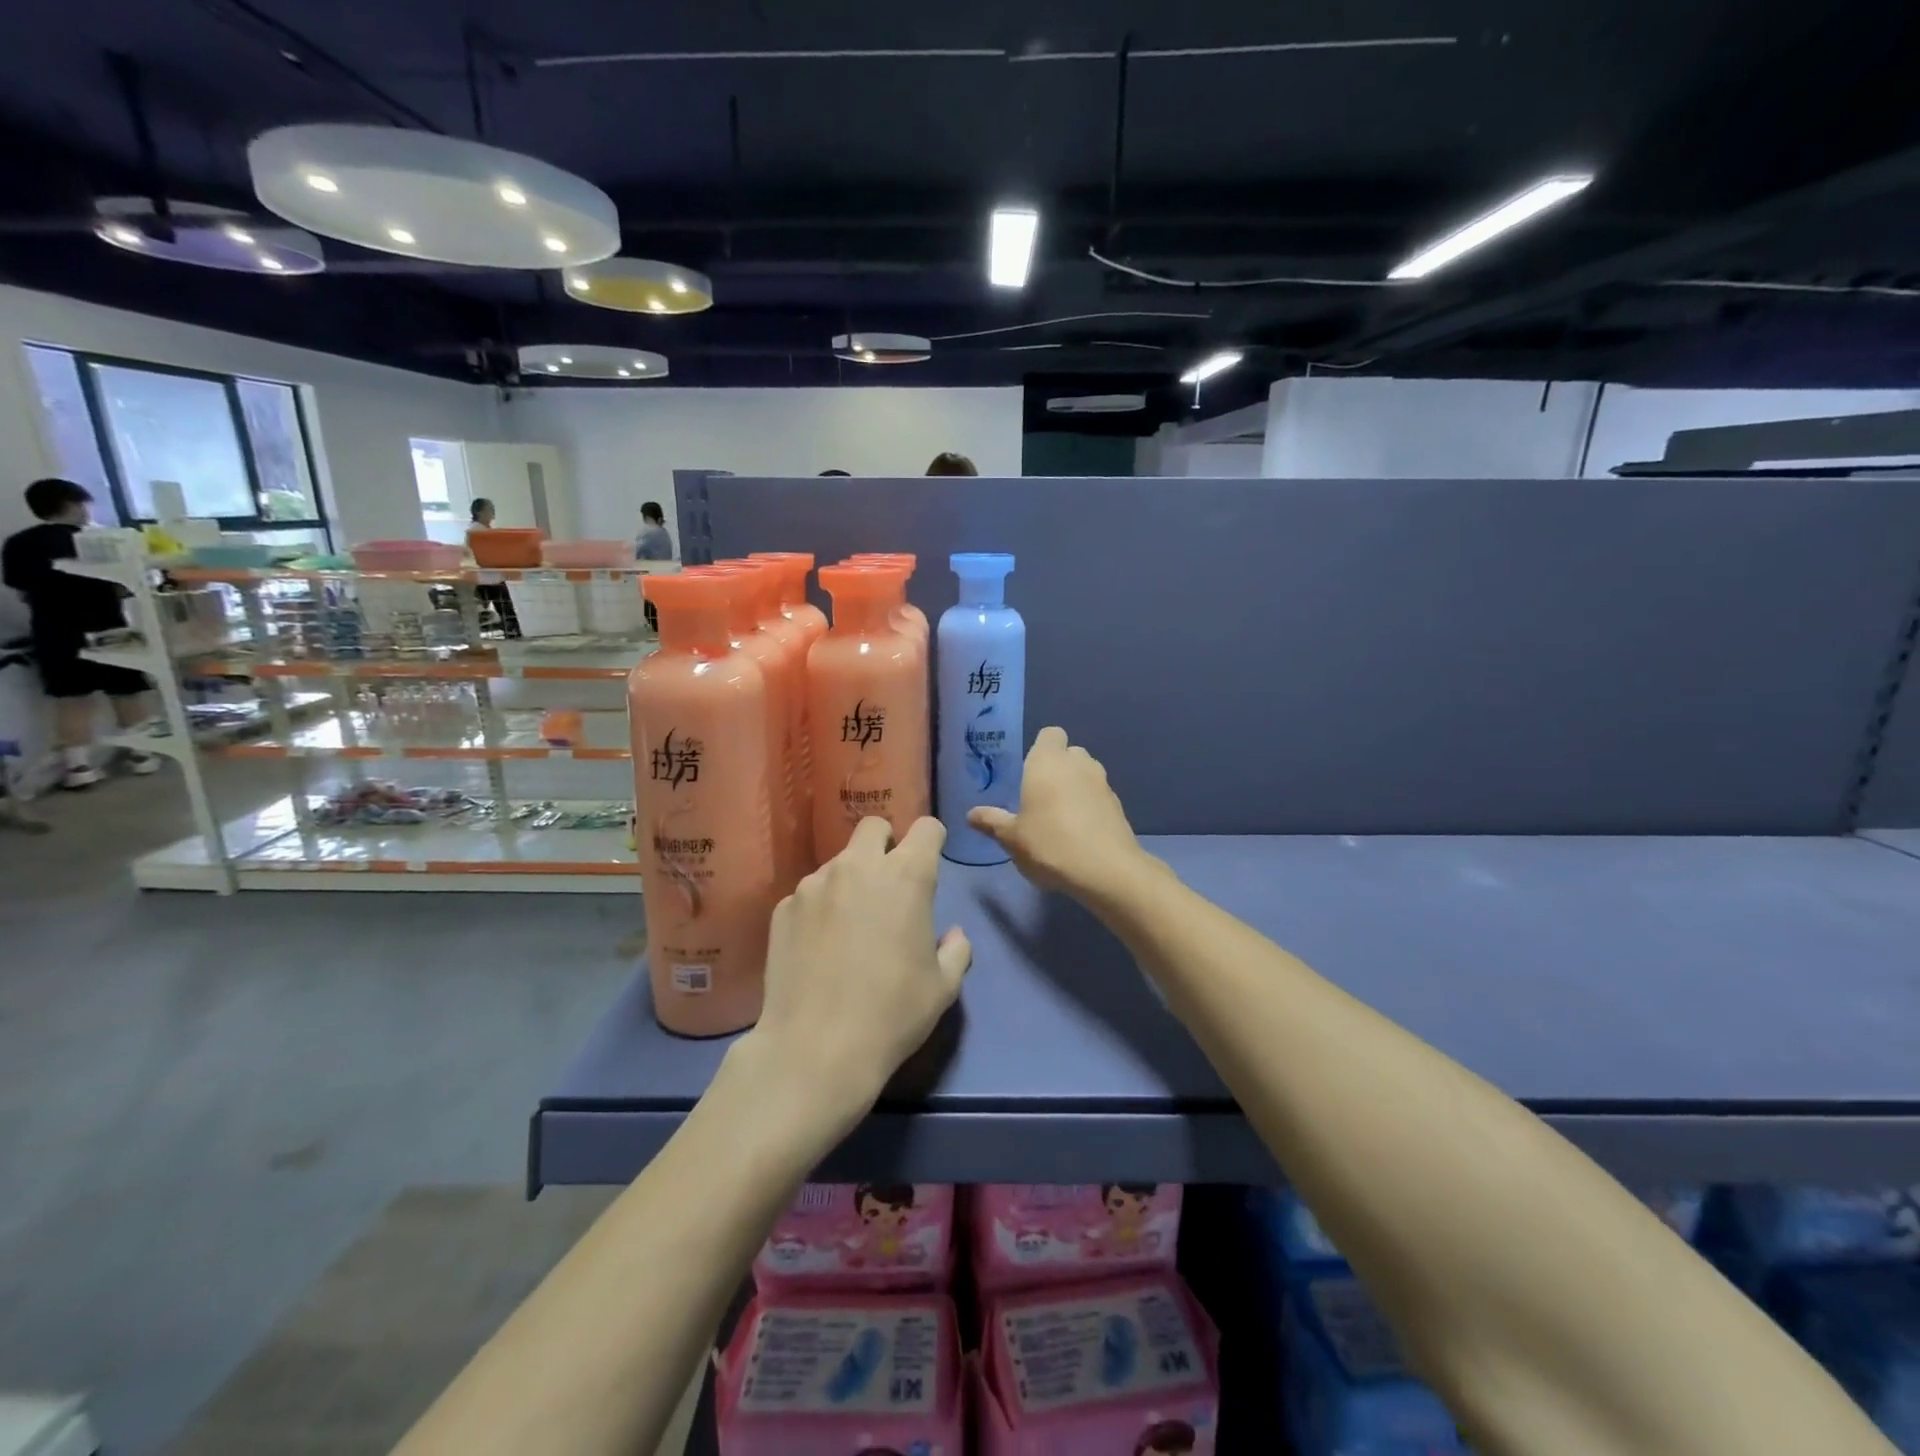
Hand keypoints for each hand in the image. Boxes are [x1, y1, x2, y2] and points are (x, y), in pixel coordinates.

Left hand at [741, 816, 970, 1129]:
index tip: (931, 863)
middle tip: (888, 886)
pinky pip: (810, 893)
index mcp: (906, 876)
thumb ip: (956, 950)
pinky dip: (820, 908)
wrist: (815, 1049)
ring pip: (839, 862)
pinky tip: (819, 947)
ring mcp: (815, 884)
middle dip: (886, 844)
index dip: (932, 840)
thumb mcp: (942, 987)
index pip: (926, 827)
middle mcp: (858, 866)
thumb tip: (952, 935)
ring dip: (851, 879)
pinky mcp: (784, 907)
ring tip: (849, 926)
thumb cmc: (892, 1014)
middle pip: (874, 827)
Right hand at [969, 726, 1161, 901]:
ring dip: (1075, 786)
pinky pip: (1099, 796)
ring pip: (1087, 773)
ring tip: (1060, 816)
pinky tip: (1080, 832)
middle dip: (1057, 768)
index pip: (1050, 734)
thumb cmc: (1049, 844)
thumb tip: (971, 815)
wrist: (1105, 870)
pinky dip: (1090, 806)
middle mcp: (1078, 764)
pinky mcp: (1118, 805)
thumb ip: (992, 822)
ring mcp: (1103, 783)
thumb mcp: (1012, 838)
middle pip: (1069, 753)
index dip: (1041, 748)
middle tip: (1040, 795)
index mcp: (1048, 762)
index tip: (1029, 771)